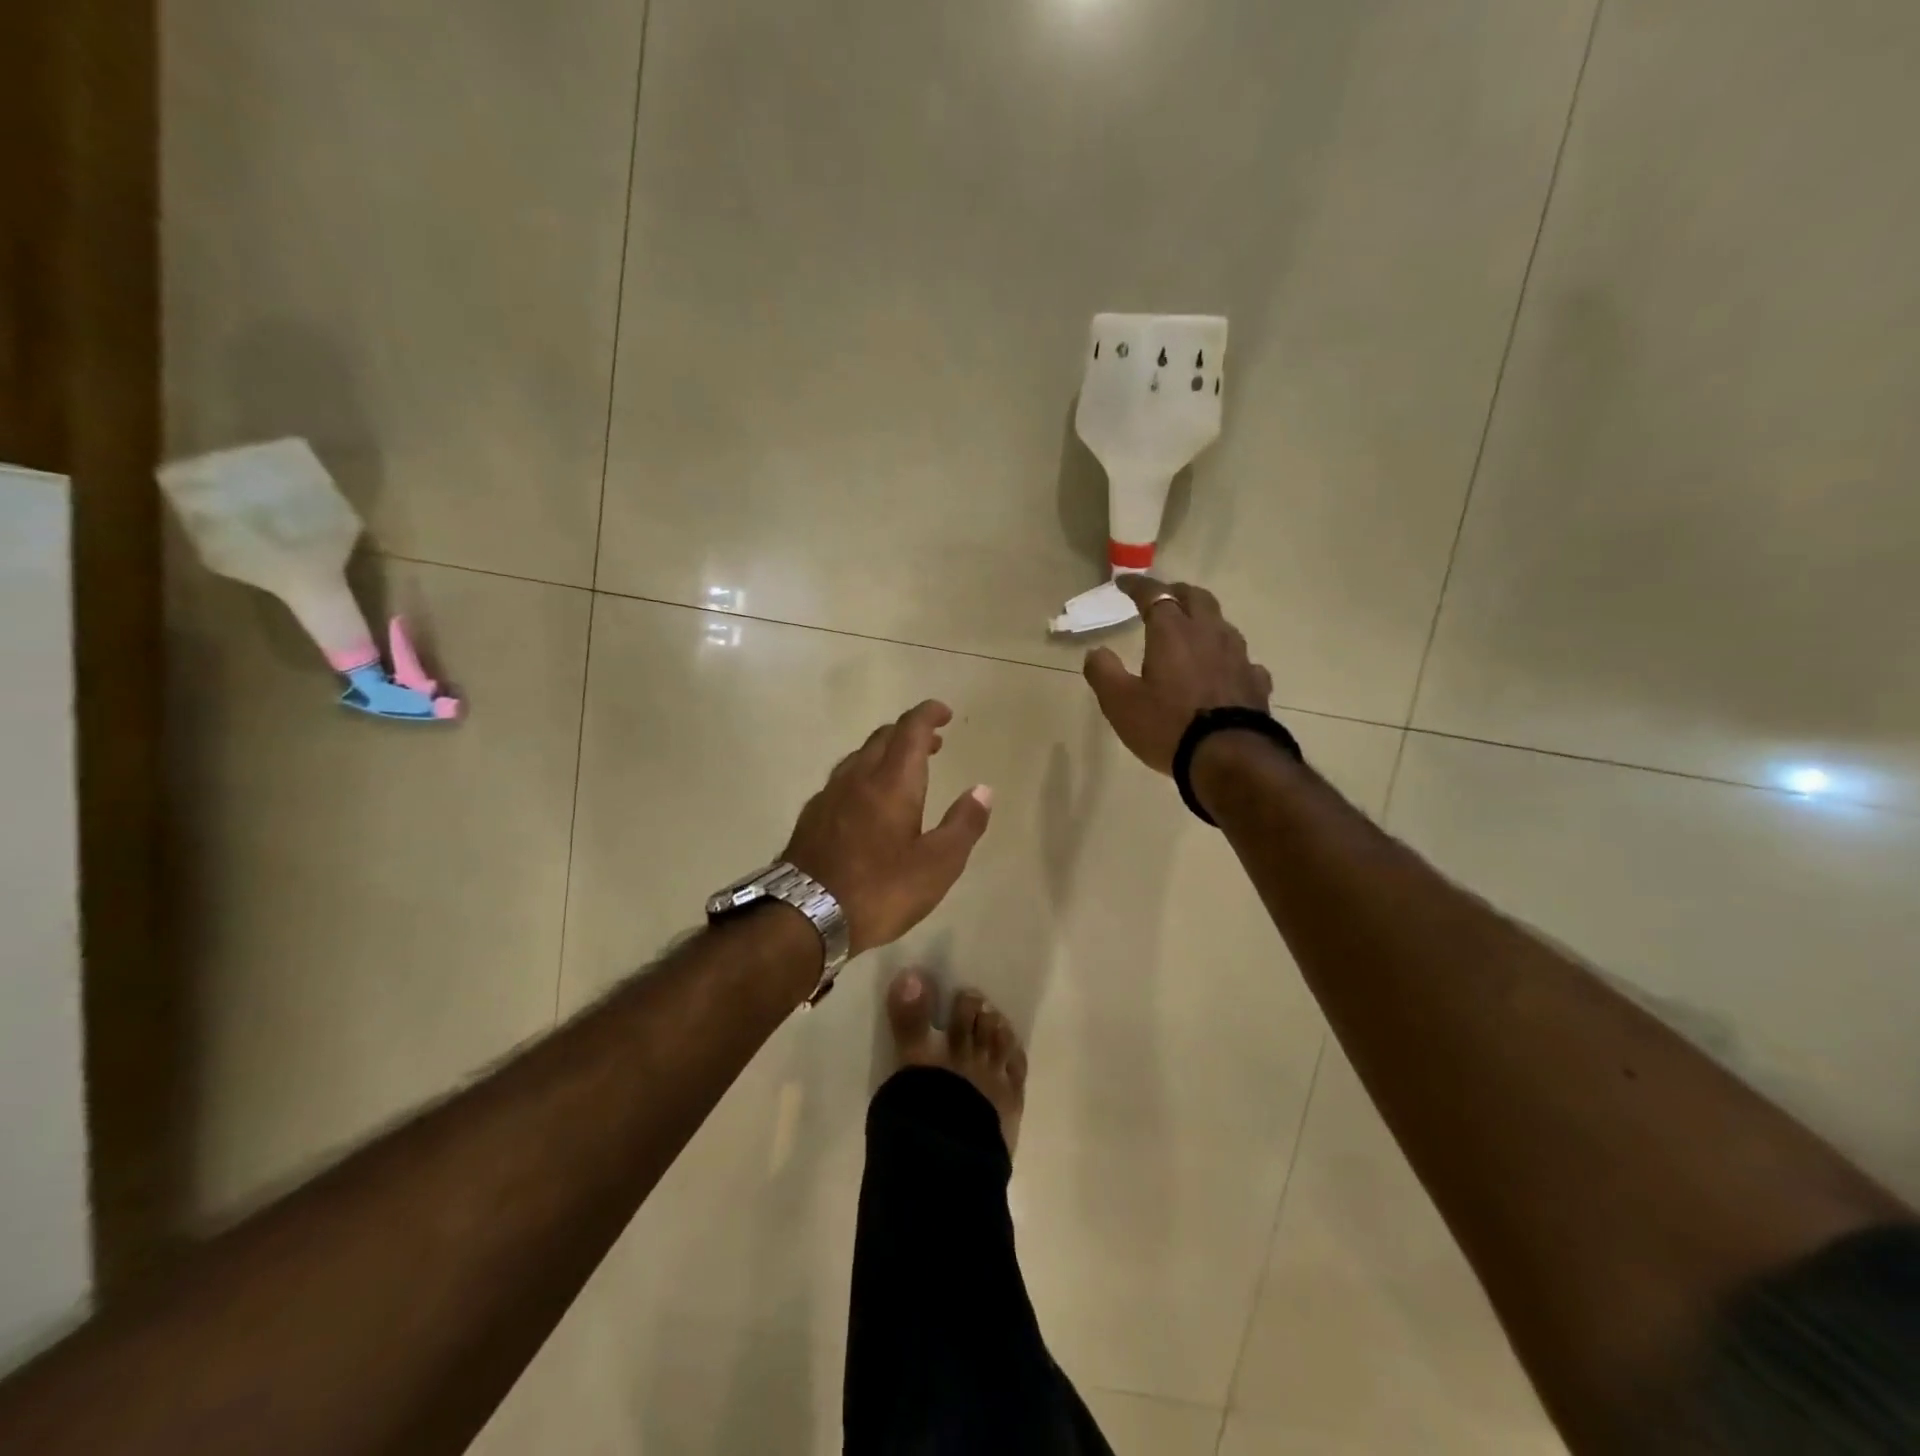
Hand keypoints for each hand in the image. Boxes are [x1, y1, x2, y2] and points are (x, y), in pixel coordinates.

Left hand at [782, 700, 993, 955]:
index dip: (928, 714)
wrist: (804, 917)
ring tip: (903, 769)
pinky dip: (863, 775)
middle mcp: (858, 778)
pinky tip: (866, 800)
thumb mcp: (938, 865)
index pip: (910, 730)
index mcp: (892, 783)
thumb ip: (964, 825)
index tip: (944, 713)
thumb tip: (983, 790)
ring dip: (885, 752)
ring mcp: (829, 796)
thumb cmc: (880, 890)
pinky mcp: (811, 817)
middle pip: (883, 737)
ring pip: (859, 756)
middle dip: (909, 732)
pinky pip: (842, 779)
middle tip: (932, 743)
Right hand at [1082, 576, 1273, 774]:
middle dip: (1177, 592)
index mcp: (1172, 632)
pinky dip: (1228, 657)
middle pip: (1197, 598)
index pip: (1155, 595)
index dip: (1138, 586)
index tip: (1124, 583)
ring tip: (1193, 631)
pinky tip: (1225, 670)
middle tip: (1164, 597)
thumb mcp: (1120, 703)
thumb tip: (1096, 651)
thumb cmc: (1167, 726)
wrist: (1229, 758)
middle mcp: (1208, 634)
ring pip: (1222, 625)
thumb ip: (1103, 672)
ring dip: (1205, 621)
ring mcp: (1238, 656)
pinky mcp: (1256, 682)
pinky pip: (1242, 659)